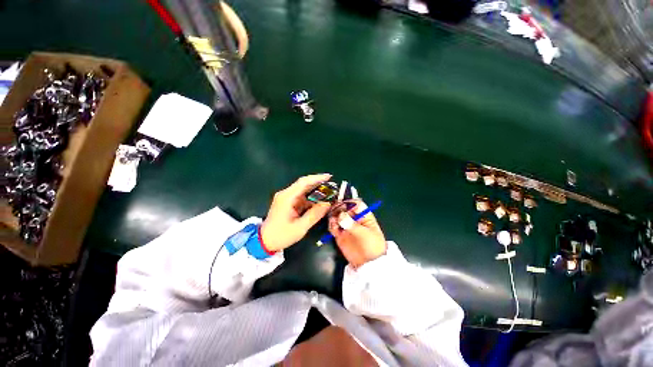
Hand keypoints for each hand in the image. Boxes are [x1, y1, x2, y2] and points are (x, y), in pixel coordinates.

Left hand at [261, 174, 332, 251]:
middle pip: (304, 184)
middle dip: (318, 184)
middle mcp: (286, 194)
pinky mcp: (287, 202)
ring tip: (328, 195)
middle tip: (332, 187)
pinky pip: (301, 197)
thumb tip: (327, 204)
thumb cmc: (281, 235)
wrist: (264, 241)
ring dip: (315, 192)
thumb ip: (314, 215)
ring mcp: (286, 198)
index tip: (329, 177)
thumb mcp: (300, 227)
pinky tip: (319, 202)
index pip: (303, 182)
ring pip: (303, 190)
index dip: (317, 178)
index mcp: (287, 197)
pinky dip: (310, 198)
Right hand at [329, 200, 386, 267]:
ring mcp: (346, 225)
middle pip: (344, 208)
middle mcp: (354, 218)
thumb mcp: (365, 234)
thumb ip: (352, 224)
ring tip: (334, 222)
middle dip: (339, 208)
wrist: (368, 264)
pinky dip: (331, 225)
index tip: (342, 205)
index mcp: (364, 215)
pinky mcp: (339, 233)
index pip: (356, 204)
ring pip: (337, 215)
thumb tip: (341, 215)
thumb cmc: (372, 246)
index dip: (349, 203)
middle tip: (335, 212)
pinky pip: (333, 225)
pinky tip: (333, 228)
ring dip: (334, 216)